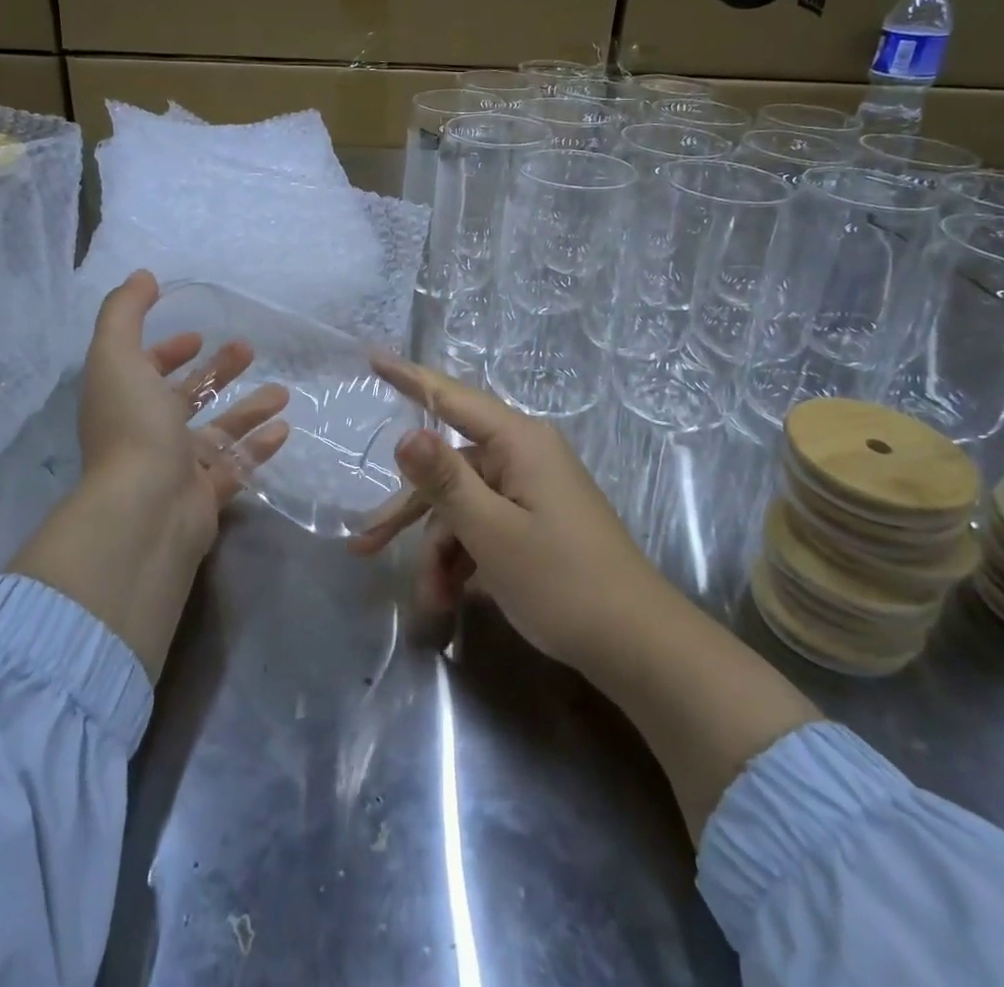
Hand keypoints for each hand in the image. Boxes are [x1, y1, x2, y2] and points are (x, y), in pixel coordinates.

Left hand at [10, 271, 289, 677]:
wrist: (144, 512)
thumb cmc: (132, 427)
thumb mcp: (117, 356)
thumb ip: (125, 312)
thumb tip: (143, 276)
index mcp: (125, 401)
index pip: (144, 369)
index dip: (167, 350)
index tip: (197, 335)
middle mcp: (148, 432)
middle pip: (187, 397)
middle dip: (216, 372)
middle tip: (249, 350)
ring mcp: (177, 466)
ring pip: (218, 430)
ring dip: (248, 408)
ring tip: (283, 391)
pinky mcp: (205, 495)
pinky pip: (237, 465)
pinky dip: (259, 446)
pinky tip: (285, 428)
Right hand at [352, 354, 819, 840]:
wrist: (638, 646)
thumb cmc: (562, 581)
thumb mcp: (492, 532)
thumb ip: (445, 481)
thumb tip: (405, 433)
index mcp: (518, 442)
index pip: (452, 398)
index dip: (409, 378)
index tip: (372, 357)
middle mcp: (524, 456)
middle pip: (449, 469)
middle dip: (412, 514)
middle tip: (365, 547)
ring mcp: (532, 489)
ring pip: (464, 506)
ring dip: (440, 550)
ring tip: (432, 601)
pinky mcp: (537, 521)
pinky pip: (486, 526)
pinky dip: (465, 558)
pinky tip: (453, 598)